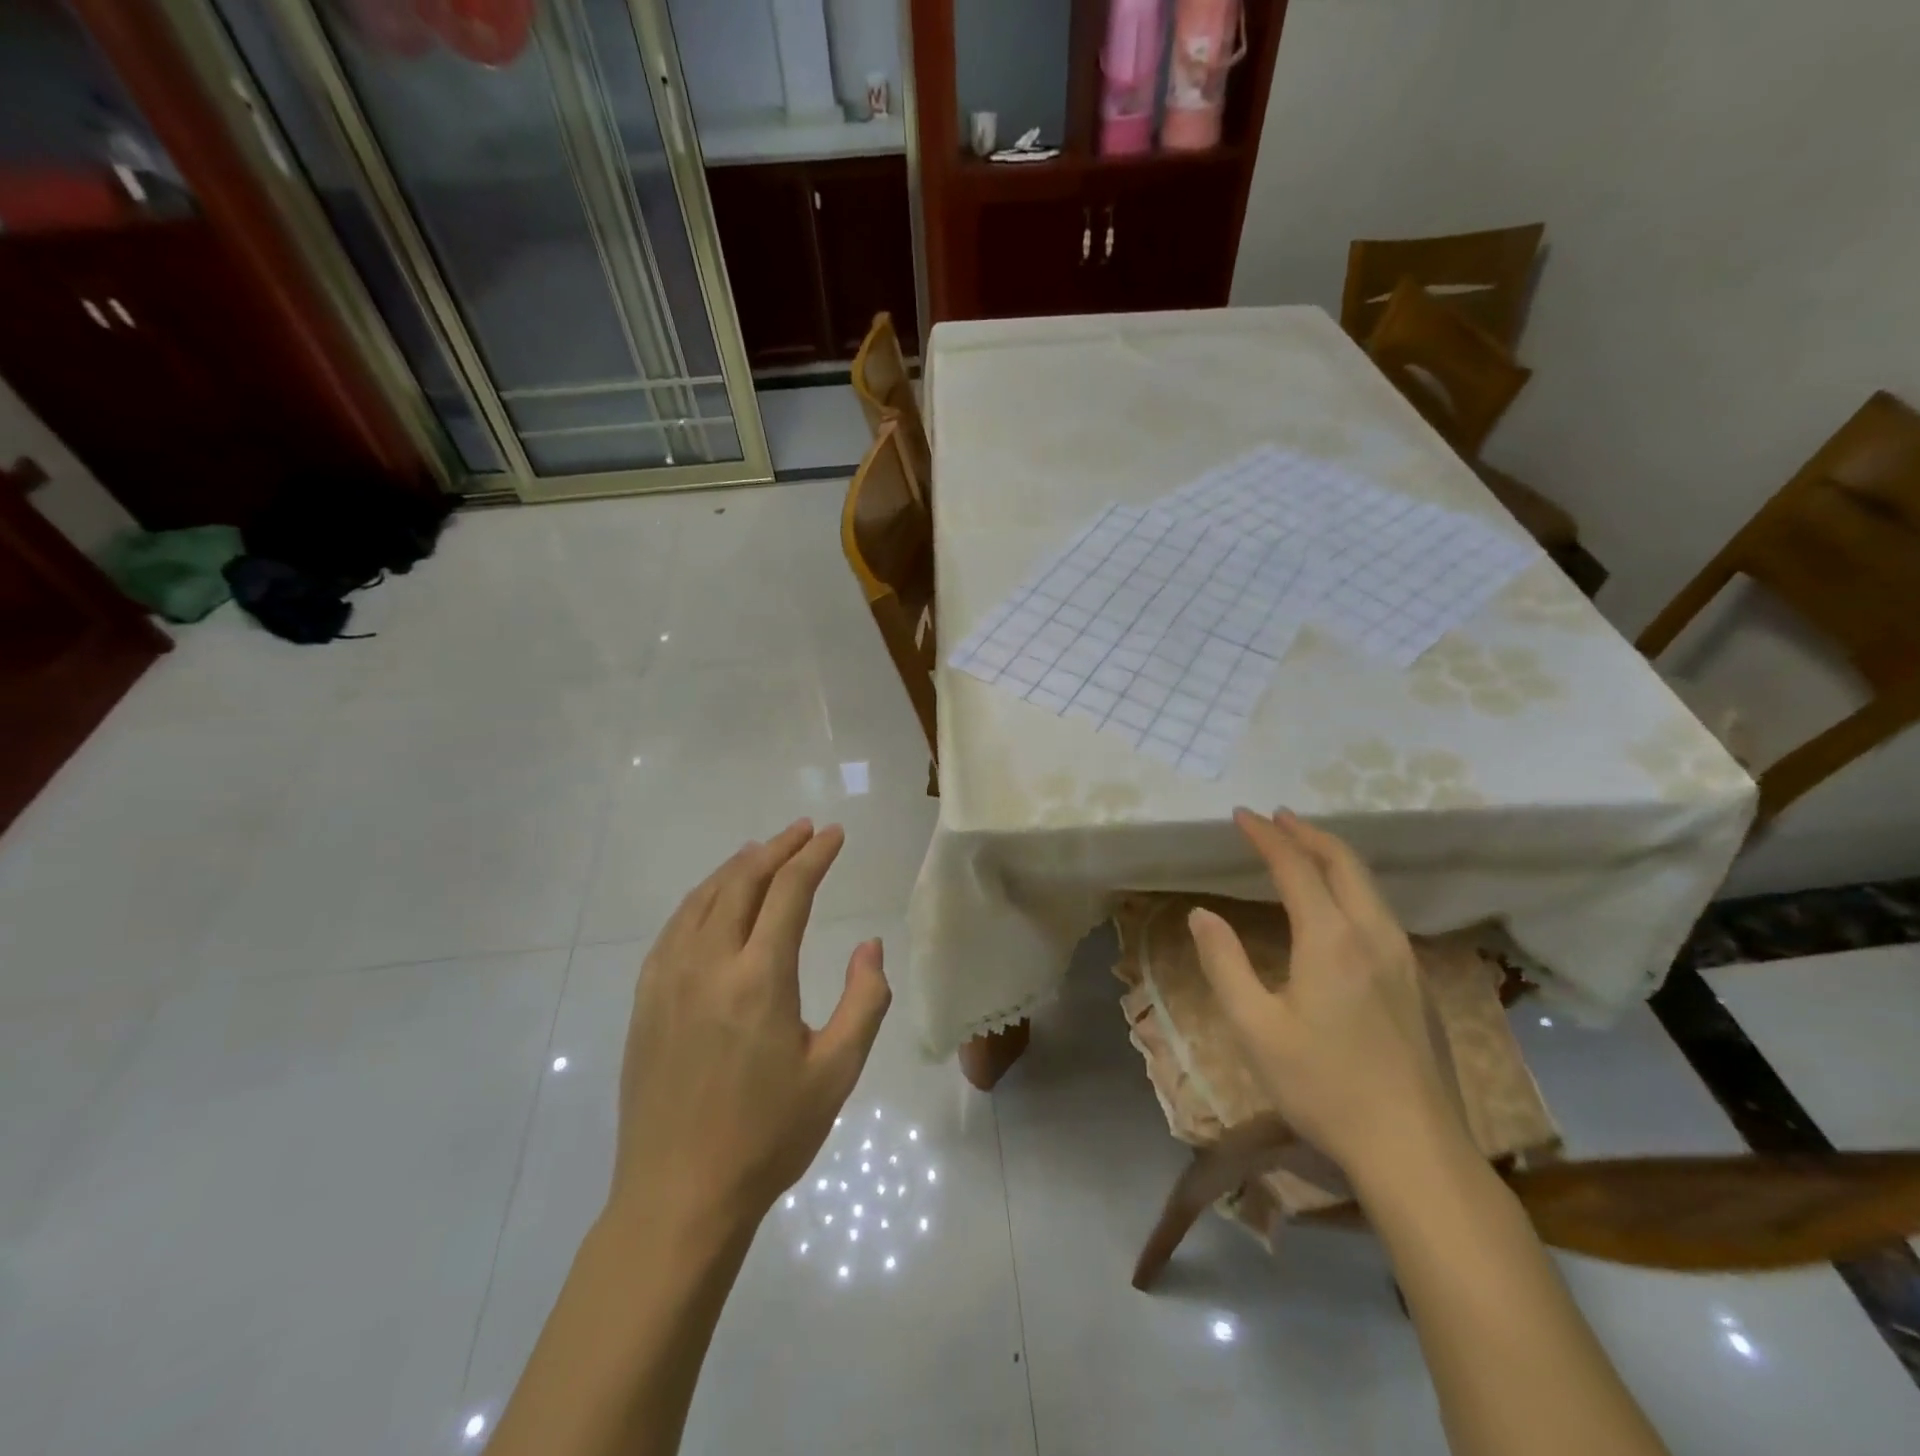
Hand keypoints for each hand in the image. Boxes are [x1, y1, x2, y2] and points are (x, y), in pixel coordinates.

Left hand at [611, 820, 890, 1231]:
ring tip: (764, 850)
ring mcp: (668, 979)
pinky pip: (675, 927)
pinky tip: (714, 899)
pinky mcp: (646, 1000)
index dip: (815, 855)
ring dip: (738, 866)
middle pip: (743, 882)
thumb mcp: (837, 1072)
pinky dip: (702, 898)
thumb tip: (869, 945)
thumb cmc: (768, 1136)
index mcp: (759, 978)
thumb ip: (864, 1000)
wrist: (678, 1197)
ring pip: (704, 898)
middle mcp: (709, 964)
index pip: (789, 890)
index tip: (835, 834)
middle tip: (804, 830)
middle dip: (778, 848)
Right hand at [1186, 808, 1466, 1181]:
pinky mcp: (1414, 981)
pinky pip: (1379, 909)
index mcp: (1331, 939)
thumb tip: (1202, 914)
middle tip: (1276, 818)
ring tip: (1303, 847)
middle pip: (1344, 863)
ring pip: (1368, 885)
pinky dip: (1350, 884)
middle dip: (1307, 833)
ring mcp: (1402, 957)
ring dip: (1332, 856)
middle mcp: (1373, 935)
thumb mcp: (1255, 1027)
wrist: (1414, 1149)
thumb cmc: (1324, 1087)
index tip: (1241, 815)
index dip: (1266, 837)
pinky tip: (1337, 903)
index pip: (1295, 867)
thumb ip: (1224, 963)